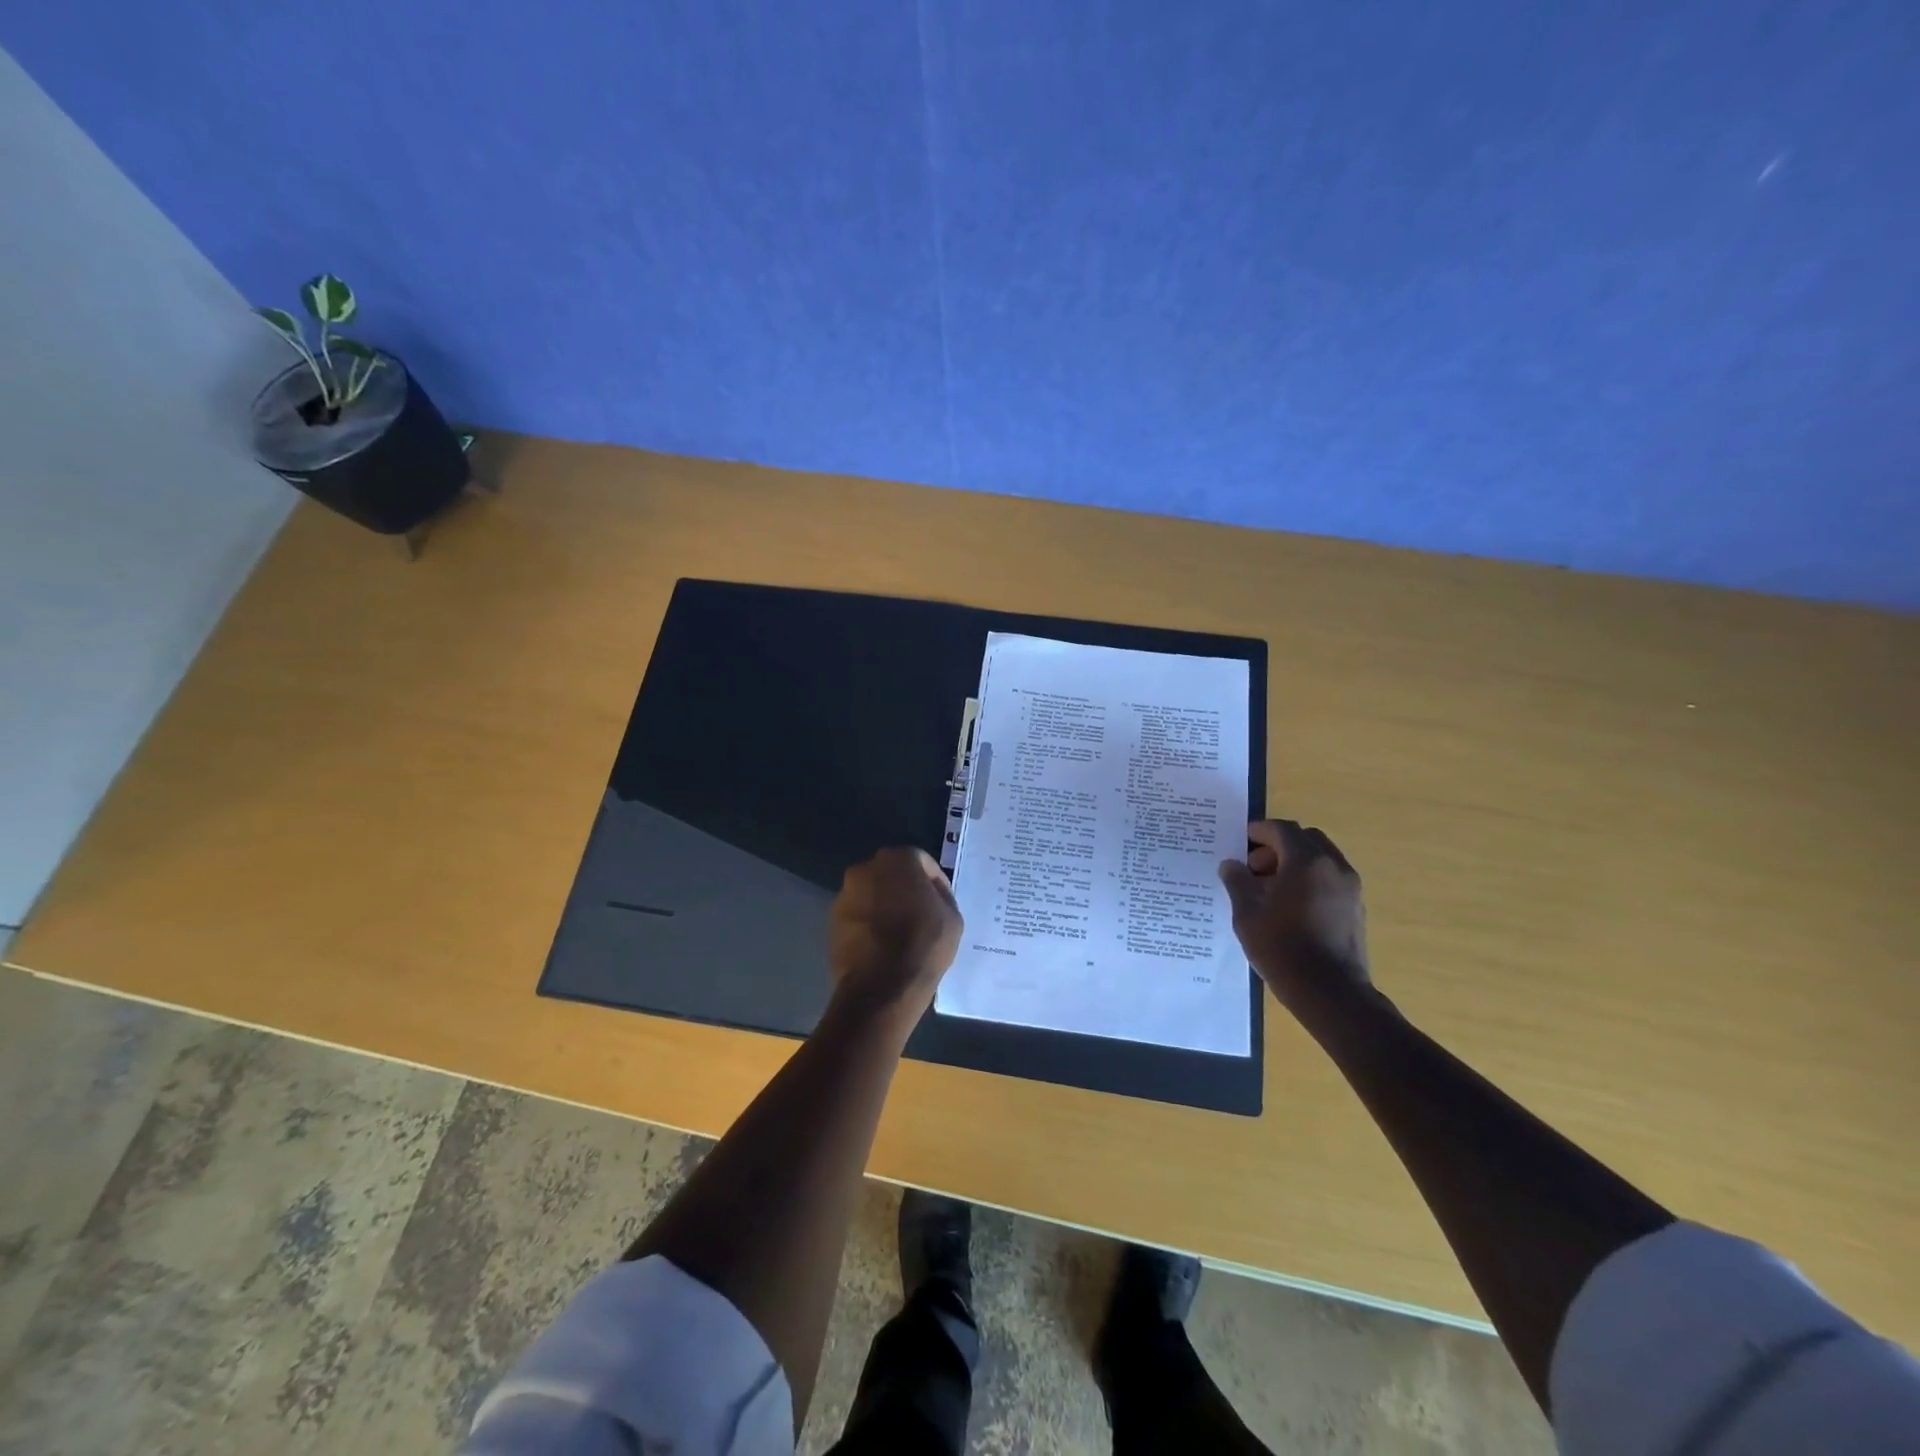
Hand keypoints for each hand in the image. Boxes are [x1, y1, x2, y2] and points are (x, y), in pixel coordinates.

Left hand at [828, 848, 962, 1023]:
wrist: (881, 986)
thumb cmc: (924, 944)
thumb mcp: (952, 917)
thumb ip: (941, 896)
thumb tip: (930, 895)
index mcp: (898, 859)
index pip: (921, 861)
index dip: (935, 881)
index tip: (941, 903)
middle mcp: (865, 868)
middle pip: (891, 874)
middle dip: (905, 889)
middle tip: (920, 913)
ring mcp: (845, 894)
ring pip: (871, 894)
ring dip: (884, 905)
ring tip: (899, 932)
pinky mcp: (831, 920)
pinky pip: (857, 915)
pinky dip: (868, 923)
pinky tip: (881, 945)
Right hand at [1218, 820, 1370, 1014]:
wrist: (1330, 993)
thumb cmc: (1283, 948)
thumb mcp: (1247, 914)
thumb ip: (1237, 882)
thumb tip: (1232, 865)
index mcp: (1307, 861)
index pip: (1282, 830)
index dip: (1258, 831)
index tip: (1238, 842)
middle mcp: (1334, 867)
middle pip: (1304, 840)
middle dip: (1277, 846)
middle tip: (1254, 867)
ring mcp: (1350, 888)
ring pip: (1320, 859)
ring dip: (1294, 863)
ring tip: (1269, 889)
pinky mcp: (1355, 908)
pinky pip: (1329, 879)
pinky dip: (1309, 879)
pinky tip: (1288, 906)